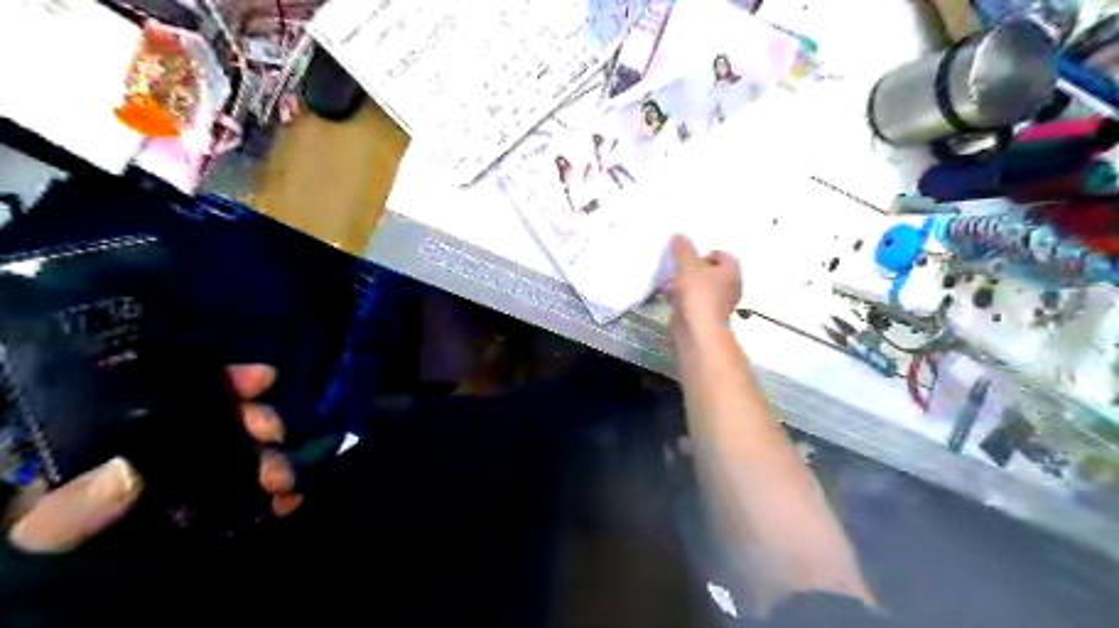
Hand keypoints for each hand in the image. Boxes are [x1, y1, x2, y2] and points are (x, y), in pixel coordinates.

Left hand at [4, 364, 301, 553]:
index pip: (189, 395)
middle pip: (231, 421)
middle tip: (274, 435)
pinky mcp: (228, 510)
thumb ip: (73, 506)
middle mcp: (182, 448)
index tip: (263, 378)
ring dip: (276, 461)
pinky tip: (291, 500)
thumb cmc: (54, 547)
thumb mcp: (47, 529)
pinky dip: (284, 495)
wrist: (71, 601)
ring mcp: (209, 479)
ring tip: (282, 480)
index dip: (228, 382)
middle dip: (261, 421)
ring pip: (254, 456)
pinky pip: (263, 495)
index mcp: (139, 436)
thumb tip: (127, 473)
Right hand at [663, 233, 740, 337]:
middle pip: (713, 272)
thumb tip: (678, 235)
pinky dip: (686, 300)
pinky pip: (696, 302)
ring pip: (703, 288)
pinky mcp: (708, 317)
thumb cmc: (698, 293)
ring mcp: (720, 304)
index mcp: (732, 271)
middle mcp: (731, 287)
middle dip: (695, 270)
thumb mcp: (687, 266)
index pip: (722, 255)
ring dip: (689, 285)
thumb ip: (683, 250)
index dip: (705, 254)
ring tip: (672, 284)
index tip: (689, 260)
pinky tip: (672, 300)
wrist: (697, 330)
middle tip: (679, 270)